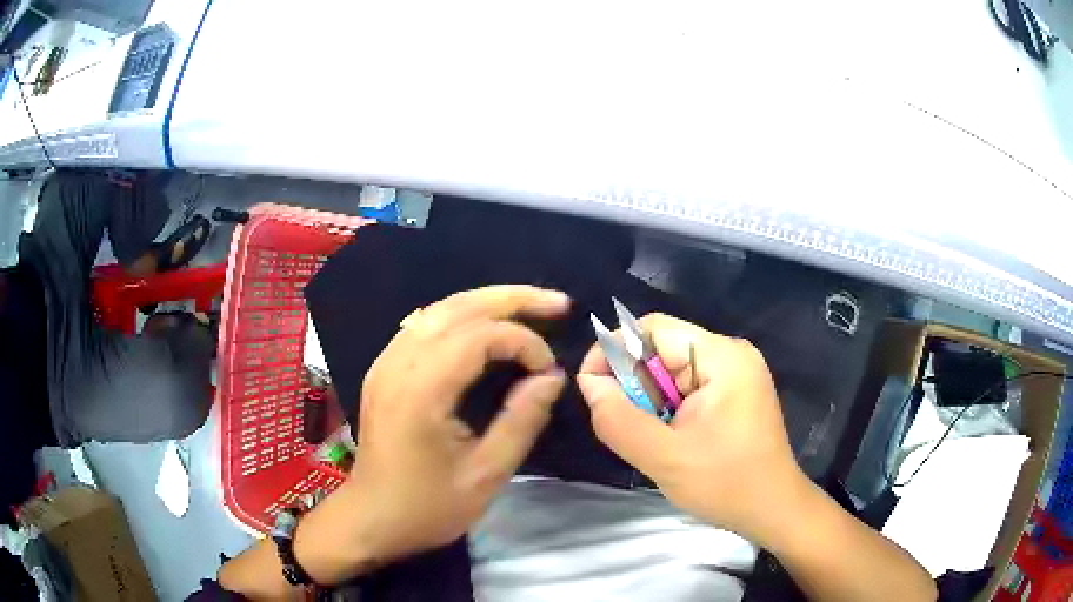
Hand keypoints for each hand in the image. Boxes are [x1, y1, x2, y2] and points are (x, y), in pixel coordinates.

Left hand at [348, 285, 569, 564]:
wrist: (371, 519)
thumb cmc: (427, 506)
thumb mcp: (486, 475)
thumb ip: (522, 421)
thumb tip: (552, 377)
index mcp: (420, 391)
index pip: (478, 336)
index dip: (523, 342)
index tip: (548, 372)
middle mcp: (398, 364)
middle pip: (457, 307)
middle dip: (512, 298)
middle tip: (558, 302)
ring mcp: (386, 363)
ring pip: (438, 309)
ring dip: (487, 302)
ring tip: (530, 306)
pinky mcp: (384, 370)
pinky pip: (425, 325)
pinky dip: (462, 316)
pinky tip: (486, 326)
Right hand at [577, 313, 805, 543]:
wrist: (773, 509)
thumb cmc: (726, 484)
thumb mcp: (664, 458)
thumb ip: (618, 420)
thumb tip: (590, 385)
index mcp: (722, 357)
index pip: (652, 329)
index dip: (613, 351)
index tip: (592, 389)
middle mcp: (730, 353)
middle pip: (662, 348)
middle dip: (634, 384)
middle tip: (624, 424)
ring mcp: (735, 372)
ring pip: (671, 370)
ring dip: (649, 400)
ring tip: (651, 438)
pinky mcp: (734, 391)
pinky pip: (686, 386)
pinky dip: (667, 408)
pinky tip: (670, 438)